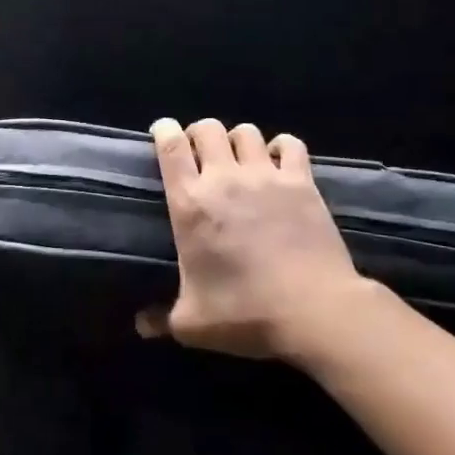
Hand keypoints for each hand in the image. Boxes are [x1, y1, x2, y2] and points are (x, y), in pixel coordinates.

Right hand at [138, 119, 367, 362]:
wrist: (314, 310)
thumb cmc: (245, 313)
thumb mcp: (193, 324)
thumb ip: (161, 319)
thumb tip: (140, 326)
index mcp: (190, 204)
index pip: (170, 147)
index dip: (163, 131)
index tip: (162, 134)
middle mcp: (224, 179)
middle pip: (207, 128)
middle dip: (199, 134)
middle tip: (200, 154)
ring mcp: (266, 176)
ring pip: (246, 131)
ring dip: (237, 140)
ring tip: (239, 159)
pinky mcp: (301, 181)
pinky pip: (290, 144)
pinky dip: (281, 147)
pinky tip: (278, 162)